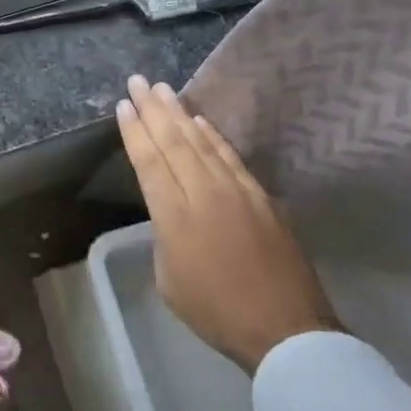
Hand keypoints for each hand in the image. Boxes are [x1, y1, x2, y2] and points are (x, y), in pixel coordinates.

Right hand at [116, 75, 341, 374]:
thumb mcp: (169, 279)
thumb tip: (172, 212)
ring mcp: (237, 192)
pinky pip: (230, 156)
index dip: (135, 131)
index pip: (149, 161)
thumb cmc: (216, 311)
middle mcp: (204, 193)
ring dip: (180, 113)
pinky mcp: (262, 197)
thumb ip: (164, 235)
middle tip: (138, 81)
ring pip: (202, 142)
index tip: (124, 105)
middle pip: (174, 141)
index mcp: (174, 216)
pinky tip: (200, 121)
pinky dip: (213, 135)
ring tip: (164, 90)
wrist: (286, 329)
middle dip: (153, 109)